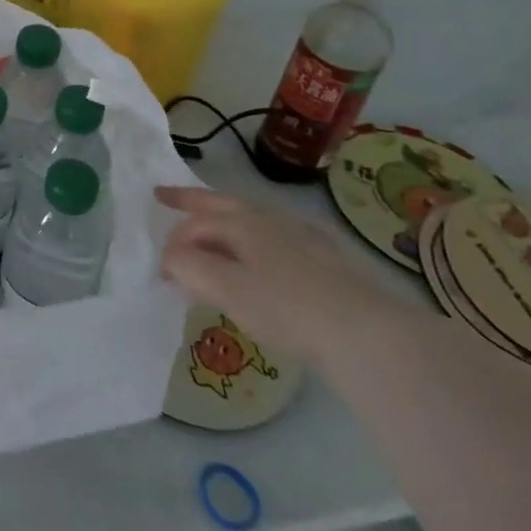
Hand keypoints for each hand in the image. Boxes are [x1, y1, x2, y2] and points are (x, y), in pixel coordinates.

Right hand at [156, 185, 403, 364]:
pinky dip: (258, 240)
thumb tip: (171, 257)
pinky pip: (278, 237)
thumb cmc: (286, 309)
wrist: (368, 334)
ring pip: (253, 218)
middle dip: (190, 200)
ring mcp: (304, 237)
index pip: (195, 224)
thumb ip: (189, 267)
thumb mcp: (226, 289)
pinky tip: (266, 255)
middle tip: (164, 196)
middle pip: (222, 204)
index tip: (163, 273)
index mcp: (241, 222)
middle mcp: (270, 219)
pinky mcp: (330, 260)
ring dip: (225, 221)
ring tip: (213, 232)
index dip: (173, 244)